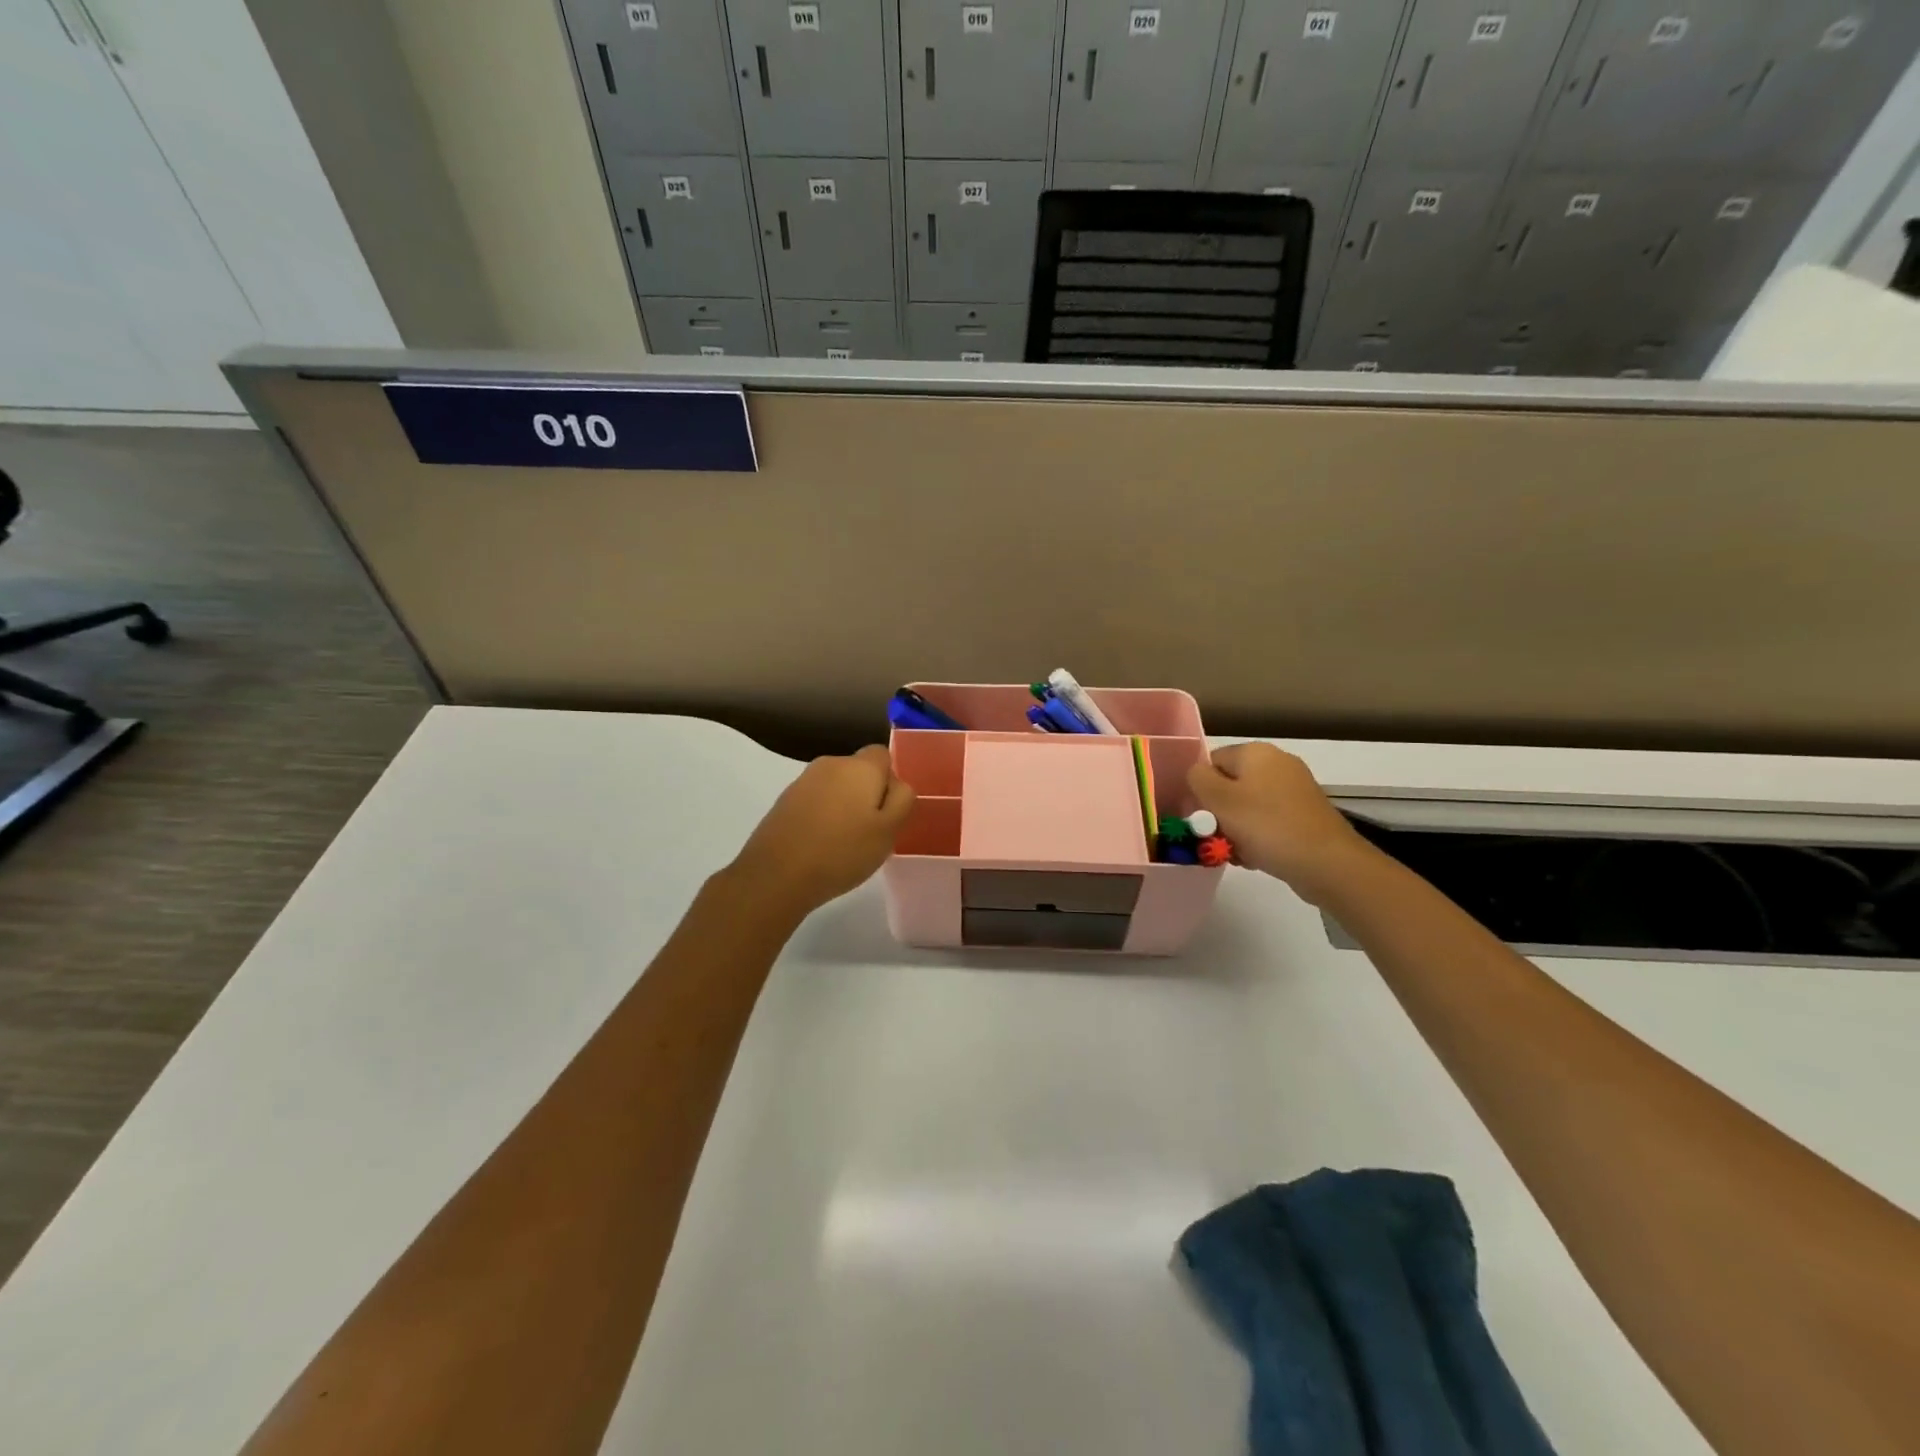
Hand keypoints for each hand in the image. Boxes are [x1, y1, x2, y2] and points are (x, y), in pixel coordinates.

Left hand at [725, 745, 916, 917]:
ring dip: (844, 807)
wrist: (776, 875)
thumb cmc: (842, 852)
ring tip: (843, 844)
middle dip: (868, 795)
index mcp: (859, 766)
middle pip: (859, 771)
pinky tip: (820, 846)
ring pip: (836, 788)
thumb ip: (902, 800)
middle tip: (870, 833)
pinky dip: (822, 817)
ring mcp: (803, 782)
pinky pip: (815, 802)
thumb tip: (897, 784)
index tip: (888, 812)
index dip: (890, 781)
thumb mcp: (888, 831)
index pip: (883, 755)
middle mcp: (830, 764)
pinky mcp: (784, 801)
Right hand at [1187, 743, 1374, 905]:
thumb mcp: (1219, 799)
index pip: (1211, 761)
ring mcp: (1295, 789)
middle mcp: (1278, 763)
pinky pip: (1269, 821)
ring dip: (1235, 829)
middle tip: (1214, 837)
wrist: (1327, 863)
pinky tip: (1256, 856)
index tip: (1197, 816)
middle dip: (1218, 812)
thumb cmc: (1266, 826)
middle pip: (1230, 785)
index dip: (1199, 788)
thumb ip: (1197, 779)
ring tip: (1235, 852)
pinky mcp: (1305, 815)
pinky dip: (1258, 837)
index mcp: (1256, 752)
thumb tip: (1196, 774)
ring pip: (1248, 806)